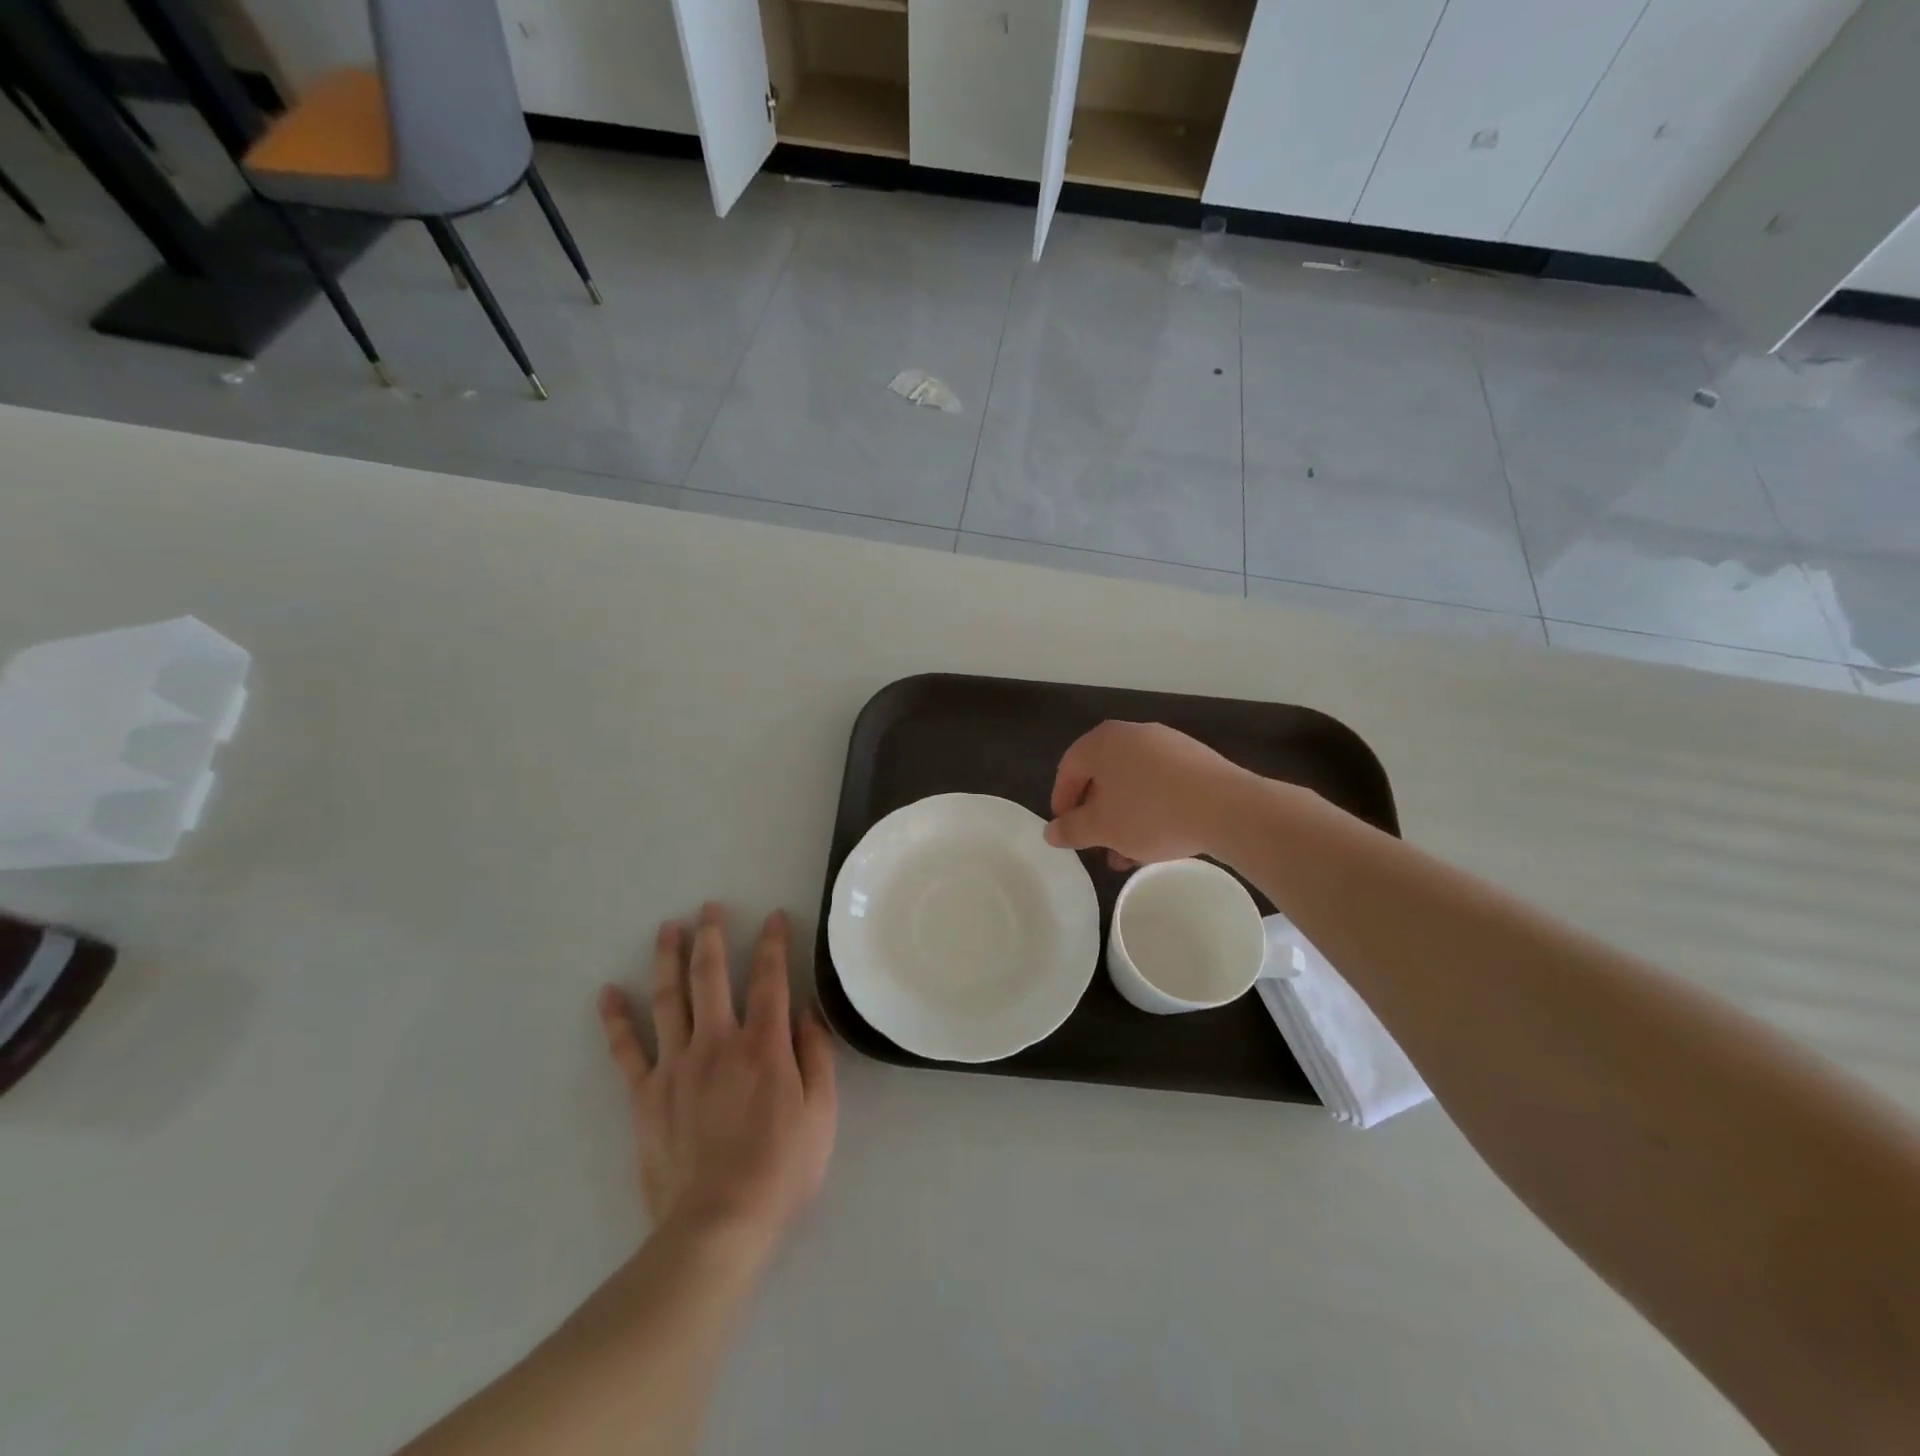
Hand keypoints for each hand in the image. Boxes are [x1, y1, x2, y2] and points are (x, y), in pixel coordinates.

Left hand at [597, 904, 835, 1253]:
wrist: (716, 1226)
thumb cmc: (780, 1170)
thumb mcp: (821, 1113)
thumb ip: (816, 1055)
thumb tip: (806, 1010)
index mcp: (763, 1045)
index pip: (769, 978)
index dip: (774, 943)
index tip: (775, 917)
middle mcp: (717, 1042)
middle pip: (712, 975)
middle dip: (713, 935)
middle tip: (709, 907)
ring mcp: (676, 1065)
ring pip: (669, 998)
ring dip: (668, 958)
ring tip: (667, 928)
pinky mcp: (645, 1094)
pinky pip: (626, 1049)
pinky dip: (616, 1019)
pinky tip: (608, 993)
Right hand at [1045, 721, 1259, 865]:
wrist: (1226, 808)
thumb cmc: (1150, 813)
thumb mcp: (1102, 828)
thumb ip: (1071, 829)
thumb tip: (1051, 832)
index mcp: (1102, 741)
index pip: (1068, 769)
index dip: (1061, 802)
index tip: (1065, 831)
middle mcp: (1133, 734)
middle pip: (1102, 775)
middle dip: (1096, 813)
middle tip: (1096, 843)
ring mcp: (1168, 743)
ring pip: (1133, 783)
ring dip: (1124, 816)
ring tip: (1128, 853)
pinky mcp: (1195, 759)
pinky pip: (1161, 783)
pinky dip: (1151, 808)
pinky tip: (1158, 838)